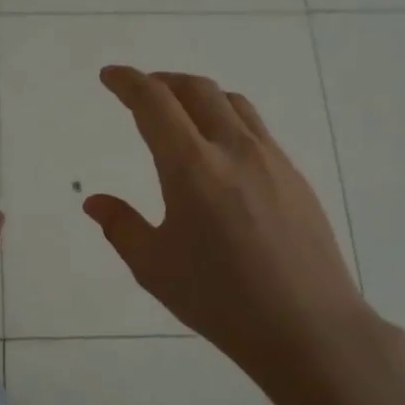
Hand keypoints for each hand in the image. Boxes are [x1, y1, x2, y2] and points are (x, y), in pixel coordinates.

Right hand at [84, 66, 387, 401]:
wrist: (309, 328)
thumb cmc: (221, 301)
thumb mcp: (155, 268)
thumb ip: (121, 226)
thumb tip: (95, 201)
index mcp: (192, 168)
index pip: (154, 102)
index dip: (128, 82)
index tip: (110, 76)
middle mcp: (233, 149)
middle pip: (196, 89)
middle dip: (162, 80)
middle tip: (140, 90)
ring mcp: (271, 159)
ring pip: (231, 103)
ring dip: (198, 95)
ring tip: (180, 112)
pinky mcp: (294, 176)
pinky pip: (255, 128)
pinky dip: (226, 119)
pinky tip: (220, 151)